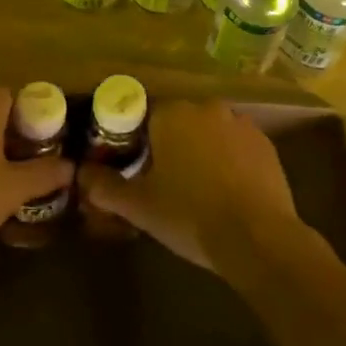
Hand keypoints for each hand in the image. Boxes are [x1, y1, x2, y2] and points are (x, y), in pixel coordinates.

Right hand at [78, 98, 298, 272]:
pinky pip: (236, 146)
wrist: (257, 238)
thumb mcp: (139, 206)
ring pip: (209, 132)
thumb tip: (80, 174)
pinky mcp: (265, 144)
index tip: (136, 168)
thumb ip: (105, 187)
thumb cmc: (190, 215)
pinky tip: (227, 192)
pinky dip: (229, 161)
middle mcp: (206, 108)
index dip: (136, 141)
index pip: (144, 116)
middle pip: (179, 122)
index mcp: (172, 114)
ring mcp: (240, 123)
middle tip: (164, 182)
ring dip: (201, 151)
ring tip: (198, 189)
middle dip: (170, 146)